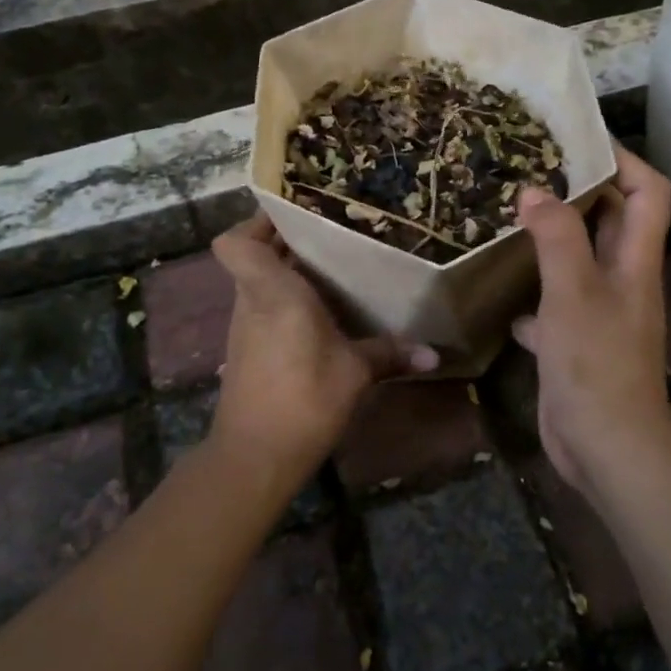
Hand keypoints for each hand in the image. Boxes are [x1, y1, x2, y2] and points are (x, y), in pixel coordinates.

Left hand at [210, 215, 438, 484]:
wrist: (255, 457)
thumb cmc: (304, 398)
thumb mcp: (355, 372)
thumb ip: (390, 354)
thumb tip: (435, 353)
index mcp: (273, 291)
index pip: (236, 241)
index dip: (257, 221)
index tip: (295, 214)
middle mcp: (252, 301)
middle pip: (254, 255)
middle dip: (287, 241)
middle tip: (331, 233)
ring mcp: (245, 327)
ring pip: (260, 282)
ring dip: (289, 272)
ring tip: (333, 267)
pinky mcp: (248, 350)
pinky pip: (265, 309)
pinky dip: (287, 302)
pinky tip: (323, 313)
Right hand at [513, 146, 670, 499]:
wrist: (606, 448)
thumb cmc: (596, 364)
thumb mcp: (574, 293)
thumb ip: (557, 237)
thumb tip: (535, 192)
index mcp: (635, 261)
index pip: (649, 192)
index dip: (623, 160)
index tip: (579, 139)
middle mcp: (622, 280)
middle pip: (612, 220)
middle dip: (579, 190)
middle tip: (531, 168)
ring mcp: (599, 312)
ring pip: (578, 259)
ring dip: (551, 236)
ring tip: (510, 214)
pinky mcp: (575, 341)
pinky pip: (554, 302)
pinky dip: (533, 291)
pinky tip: (502, 289)